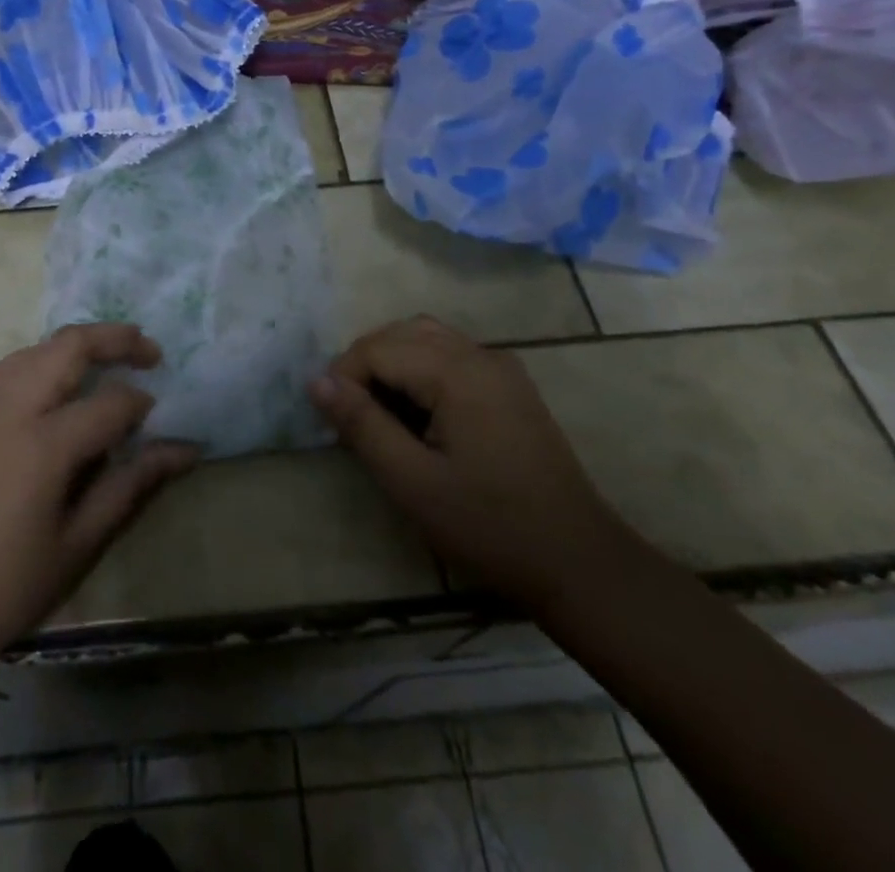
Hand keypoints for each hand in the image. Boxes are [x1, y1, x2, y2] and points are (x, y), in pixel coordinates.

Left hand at [0, 323, 197, 685]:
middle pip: (69, 347)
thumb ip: (130, 487)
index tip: (163, 424)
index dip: (142, 407)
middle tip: (150, 351)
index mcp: (43, 444)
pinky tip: (50, 382)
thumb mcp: (76, 546)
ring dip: (75, 344)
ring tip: (107, 356)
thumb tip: (183, 450)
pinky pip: (6, 369)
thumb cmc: (1, 592)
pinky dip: (38, 360)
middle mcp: (11, 410)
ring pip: (35, 350)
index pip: (110, 404)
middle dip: (115, 339)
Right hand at [309, 315, 623, 610]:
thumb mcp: (412, 482)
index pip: (378, 348)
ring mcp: (500, 367)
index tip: (333, 422)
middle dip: (365, 364)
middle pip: (402, 333)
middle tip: (350, 415)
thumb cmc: (489, 526)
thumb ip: (362, 424)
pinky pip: (452, 355)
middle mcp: (480, 354)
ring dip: (392, 362)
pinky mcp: (510, 386)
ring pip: (427, 338)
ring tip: (377, 411)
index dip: (344, 377)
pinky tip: (417, 412)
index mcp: (457, 372)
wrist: (578, 562)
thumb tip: (316, 381)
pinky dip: (420, 369)